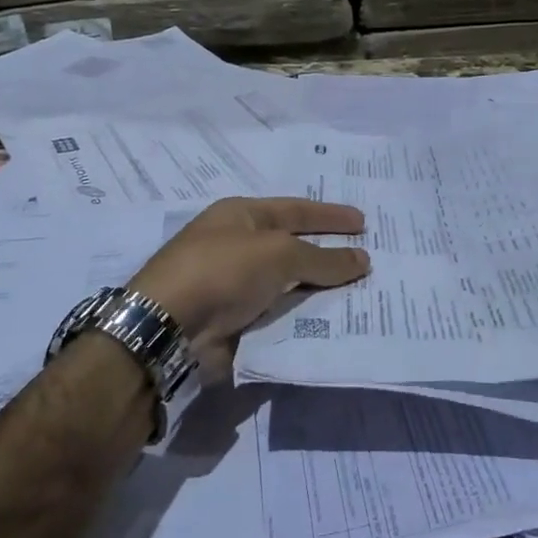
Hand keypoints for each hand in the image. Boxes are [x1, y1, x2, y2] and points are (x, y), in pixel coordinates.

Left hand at [128, 197, 368, 376]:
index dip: (330, 215)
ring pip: (288, 284)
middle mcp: (237, 246)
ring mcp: (234, 285)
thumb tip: (362, 259)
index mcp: (241, 215)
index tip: (363, 223)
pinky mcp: (234, 322)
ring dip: (319, 289)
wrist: (168, 328)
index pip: (295, 209)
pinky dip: (303, 318)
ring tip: (361, 294)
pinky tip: (332, 323)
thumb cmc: (223, 270)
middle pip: (293, 247)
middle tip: (369, 259)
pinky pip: (279, 315)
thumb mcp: (278, 253)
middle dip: (328, 254)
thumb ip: (323, 257)